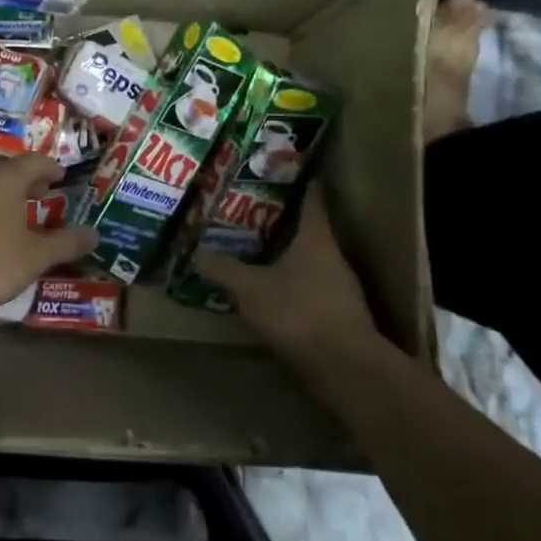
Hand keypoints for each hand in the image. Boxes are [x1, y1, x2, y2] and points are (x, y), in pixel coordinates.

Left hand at [0, 155, 98, 317]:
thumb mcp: (35, 257)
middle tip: (41, 196)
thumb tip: (95, 235)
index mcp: (3, 178)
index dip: (51, 169)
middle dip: (26, 182)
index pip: (34, 162)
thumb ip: (66, 243)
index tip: (61, 177)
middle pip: (6, 171)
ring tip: (13, 214)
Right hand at [195, 190, 380, 366]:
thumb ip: (223, 269)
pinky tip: (267, 291)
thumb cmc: (298, 312)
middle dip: (282, 221)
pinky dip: (289, 285)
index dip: (300, 184)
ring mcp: (339, 289)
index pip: (312, 200)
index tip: (285, 171)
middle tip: (251, 211)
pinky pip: (309, 289)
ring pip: (308, 261)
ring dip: (285, 255)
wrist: (345, 369)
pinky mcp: (337, 317)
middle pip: (308, 230)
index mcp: (317, 239)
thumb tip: (195, 253)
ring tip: (253, 250)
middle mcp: (333, 258)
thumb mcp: (250, 288)